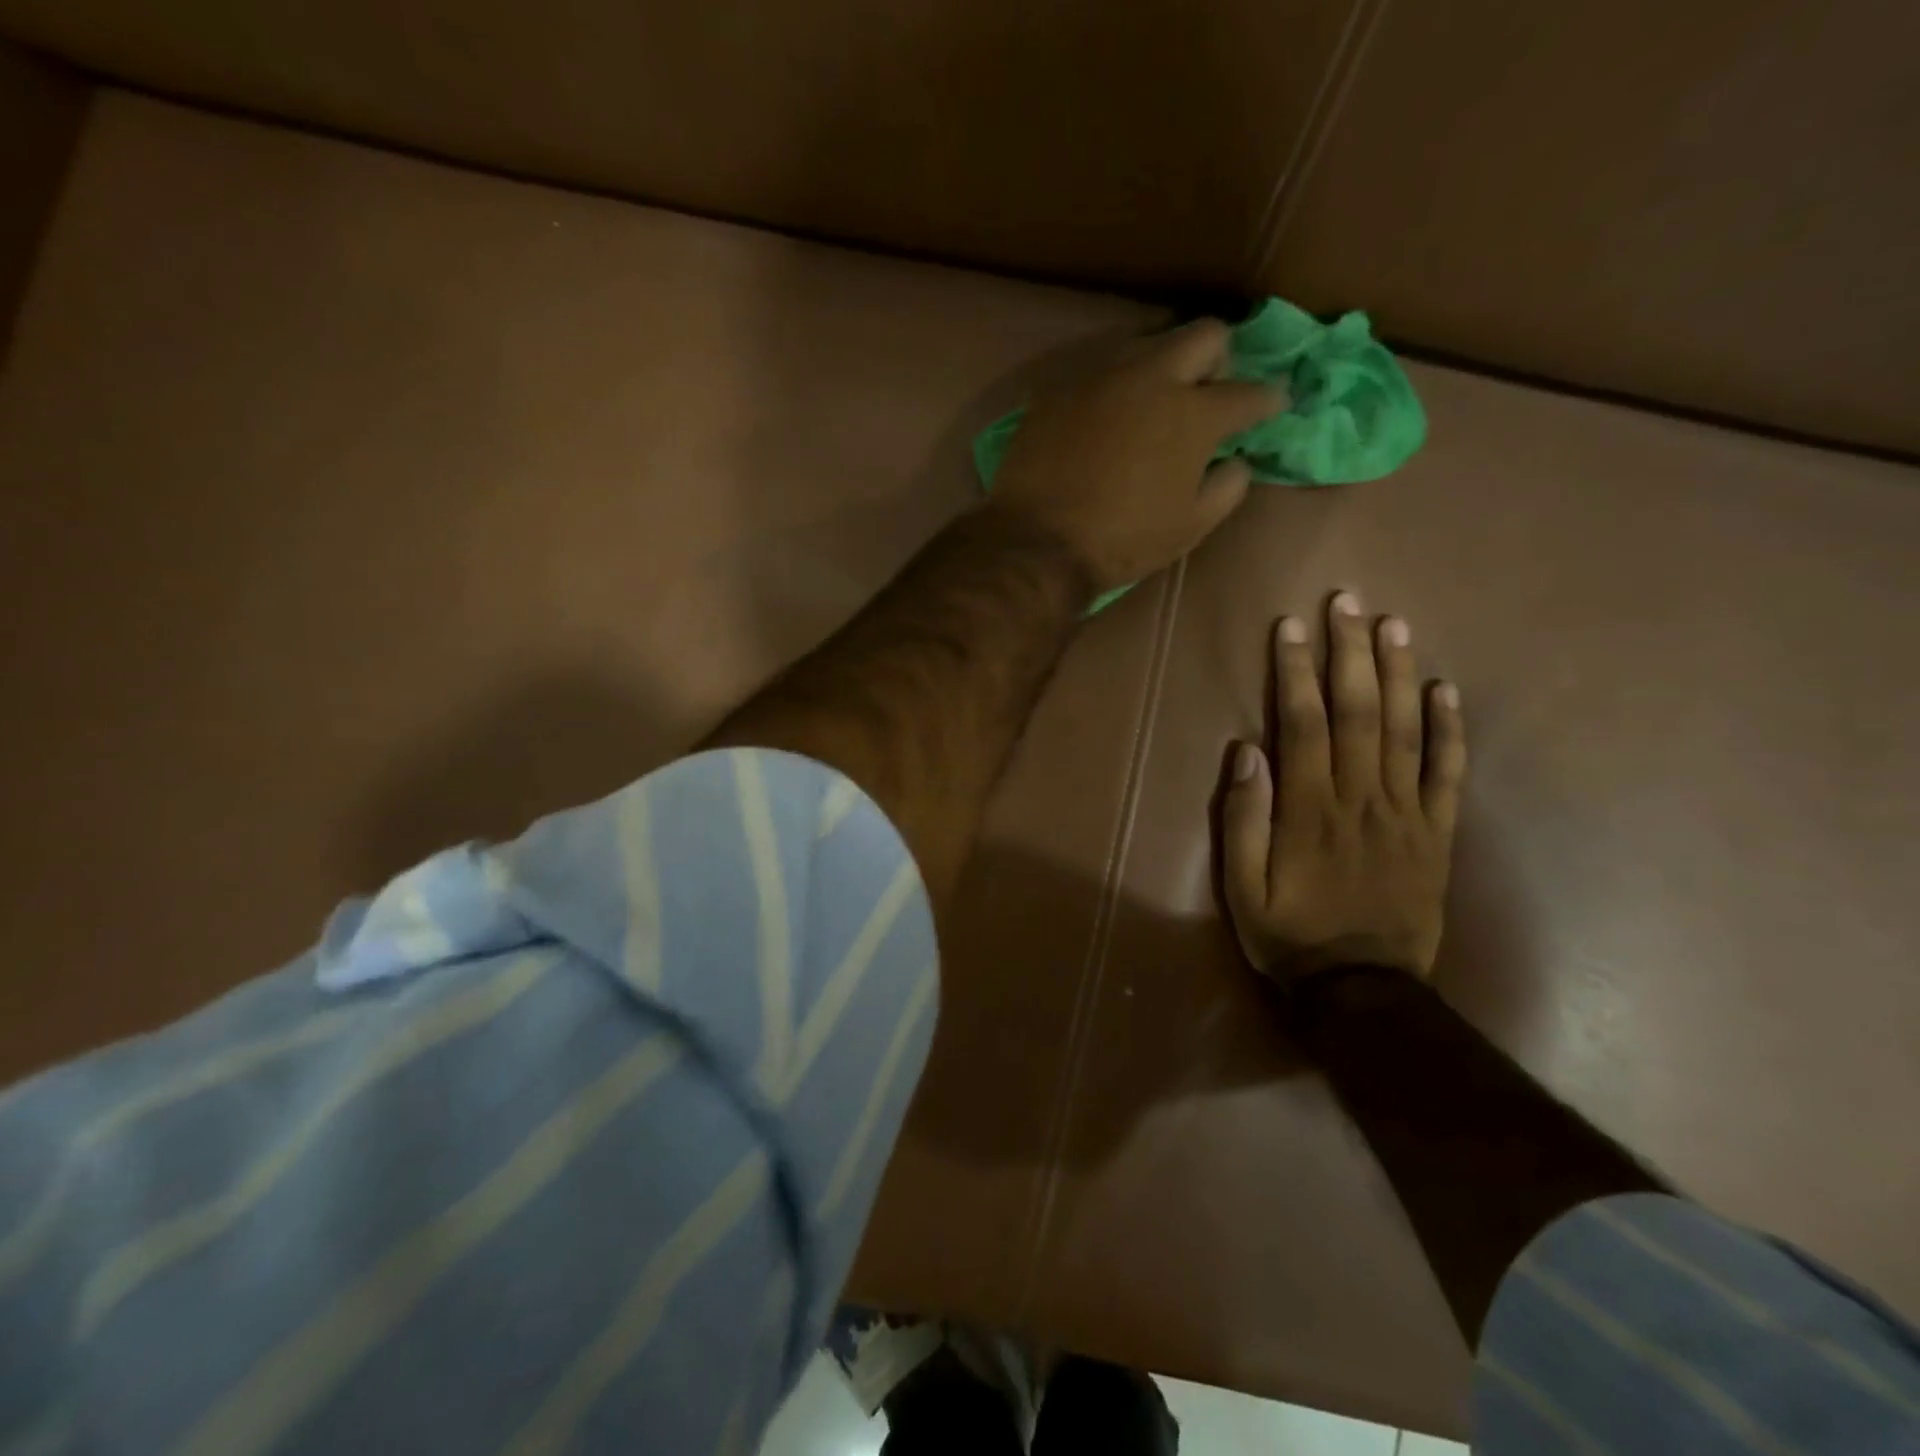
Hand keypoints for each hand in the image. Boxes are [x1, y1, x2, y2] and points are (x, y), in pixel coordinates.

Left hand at [987, 319, 1284, 591]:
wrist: (1035, 543)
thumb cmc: (1121, 541)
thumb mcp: (1190, 526)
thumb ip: (1228, 487)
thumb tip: (1235, 461)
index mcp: (1192, 413)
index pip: (1249, 392)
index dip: (1269, 400)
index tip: (1273, 406)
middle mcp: (1150, 378)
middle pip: (1204, 335)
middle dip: (1219, 359)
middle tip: (1208, 394)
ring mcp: (1099, 378)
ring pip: (1147, 344)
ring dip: (1163, 367)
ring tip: (1153, 407)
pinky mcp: (1058, 391)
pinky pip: (1099, 373)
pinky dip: (1116, 390)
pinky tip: (1107, 422)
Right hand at [1221, 593, 1466, 981]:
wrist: (1364, 990)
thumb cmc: (1291, 936)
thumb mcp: (1242, 888)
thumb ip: (1243, 820)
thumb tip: (1245, 752)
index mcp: (1310, 811)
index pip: (1305, 725)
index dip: (1297, 672)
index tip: (1292, 628)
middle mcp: (1362, 800)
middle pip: (1360, 713)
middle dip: (1350, 653)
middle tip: (1348, 602)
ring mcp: (1407, 814)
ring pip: (1406, 731)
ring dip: (1399, 673)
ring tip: (1393, 624)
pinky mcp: (1437, 833)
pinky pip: (1448, 773)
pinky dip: (1450, 729)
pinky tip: (1445, 688)